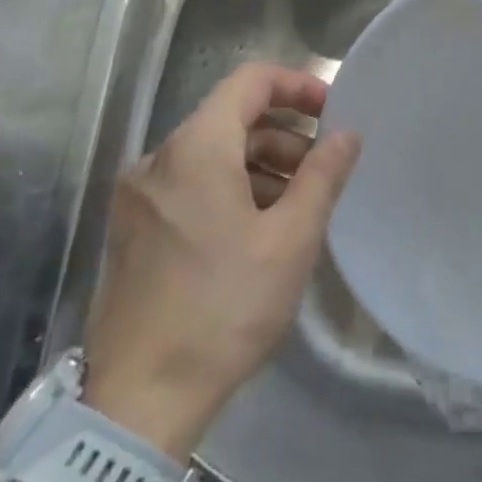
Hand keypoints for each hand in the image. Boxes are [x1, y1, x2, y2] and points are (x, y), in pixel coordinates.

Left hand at [83, 63, 362, 457]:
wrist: (141, 399)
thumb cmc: (226, 307)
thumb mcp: (291, 238)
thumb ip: (323, 175)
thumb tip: (347, 134)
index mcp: (194, 149)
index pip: (250, 81)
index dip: (298, 85)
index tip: (334, 112)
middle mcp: (157, 160)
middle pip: (231, 118)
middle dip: (285, 135)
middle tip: (324, 172)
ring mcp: (139, 197)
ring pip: (212, 155)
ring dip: (261, 166)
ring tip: (298, 208)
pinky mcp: (134, 230)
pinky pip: (191, 186)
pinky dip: (231, 190)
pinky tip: (258, 232)